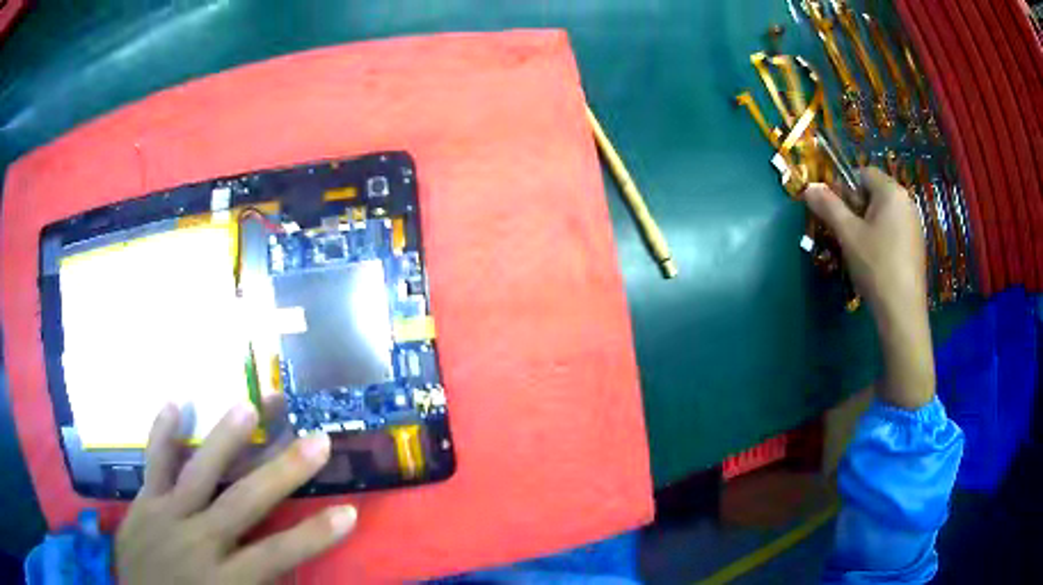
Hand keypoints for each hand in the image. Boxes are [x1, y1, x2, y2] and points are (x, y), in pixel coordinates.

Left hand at [116, 403, 356, 583]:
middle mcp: (199, 540)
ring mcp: (167, 515)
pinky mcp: (144, 502)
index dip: (315, 535)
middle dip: (283, 472)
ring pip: (199, 473)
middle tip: (317, 440)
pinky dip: (163, 433)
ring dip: (225, 440)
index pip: (279, 554)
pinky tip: (174, 402)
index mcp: (226, 578)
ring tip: (248, 406)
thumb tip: (290, 576)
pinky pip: (154, 463)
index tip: (349, 512)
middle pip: (245, 502)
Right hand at [804, 167, 934, 408]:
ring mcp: (914, 224)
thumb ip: (828, 207)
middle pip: (874, 193)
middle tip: (847, 235)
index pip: (862, 173)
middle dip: (856, 209)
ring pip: (883, 213)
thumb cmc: (876, 266)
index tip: (838, 215)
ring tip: (860, 251)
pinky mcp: (916, 245)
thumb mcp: (848, 234)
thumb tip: (808, 187)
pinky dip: (881, 238)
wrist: (903, 312)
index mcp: (892, 191)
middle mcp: (907, 201)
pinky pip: (894, 230)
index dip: (845, 189)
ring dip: (867, 225)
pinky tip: (876, 262)